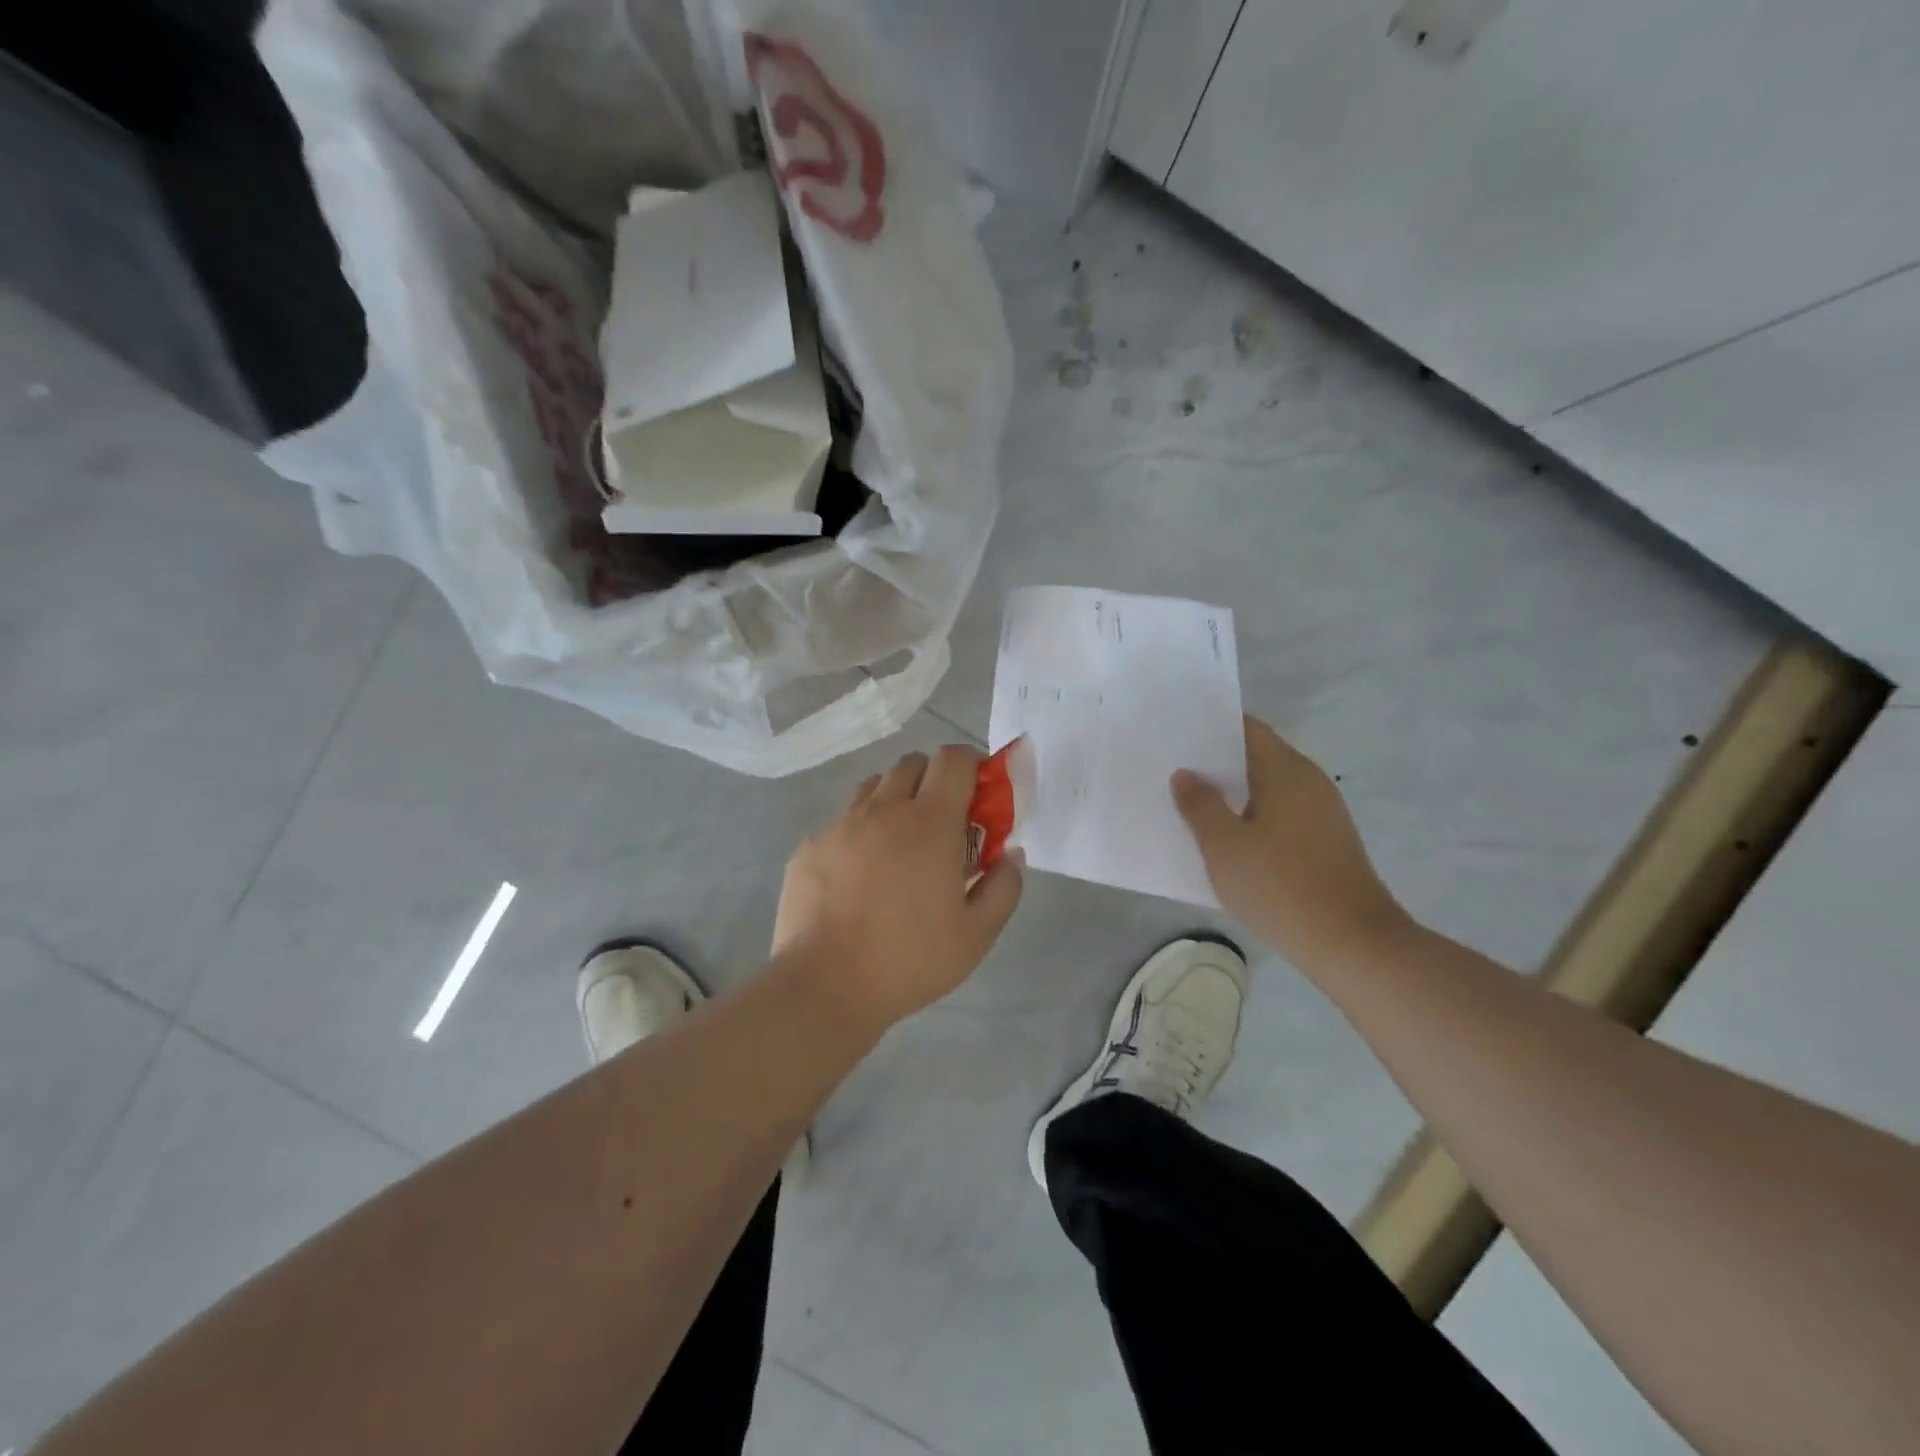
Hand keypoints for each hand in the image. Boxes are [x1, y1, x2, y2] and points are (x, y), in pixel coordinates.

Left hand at [773, 745, 1023, 1034]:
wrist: (825, 985)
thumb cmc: (909, 960)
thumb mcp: (977, 935)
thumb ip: (1004, 886)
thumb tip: (1010, 854)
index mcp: (930, 823)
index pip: (954, 759)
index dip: (972, 764)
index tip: (979, 793)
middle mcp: (883, 810)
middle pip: (912, 764)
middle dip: (934, 780)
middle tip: (942, 823)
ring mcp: (840, 825)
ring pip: (874, 787)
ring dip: (895, 799)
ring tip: (900, 844)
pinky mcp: (810, 846)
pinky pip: (842, 821)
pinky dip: (860, 832)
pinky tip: (859, 875)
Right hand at [1172, 716, 1409, 968]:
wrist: (1351, 944)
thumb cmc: (1279, 886)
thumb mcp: (1223, 845)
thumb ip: (1199, 805)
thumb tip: (1185, 774)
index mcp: (1286, 770)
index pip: (1246, 729)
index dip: (1210, 728)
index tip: (1176, 736)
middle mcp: (1309, 781)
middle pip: (1257, 757)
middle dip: (1216, 763)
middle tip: (1172, 771)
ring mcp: (1321, 813)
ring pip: (1268, 788)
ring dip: (1232, 793)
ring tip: (1191, 804)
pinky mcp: (1325, 841)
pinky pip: (1279, 814)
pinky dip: (1251, 816)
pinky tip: (1227, 839)